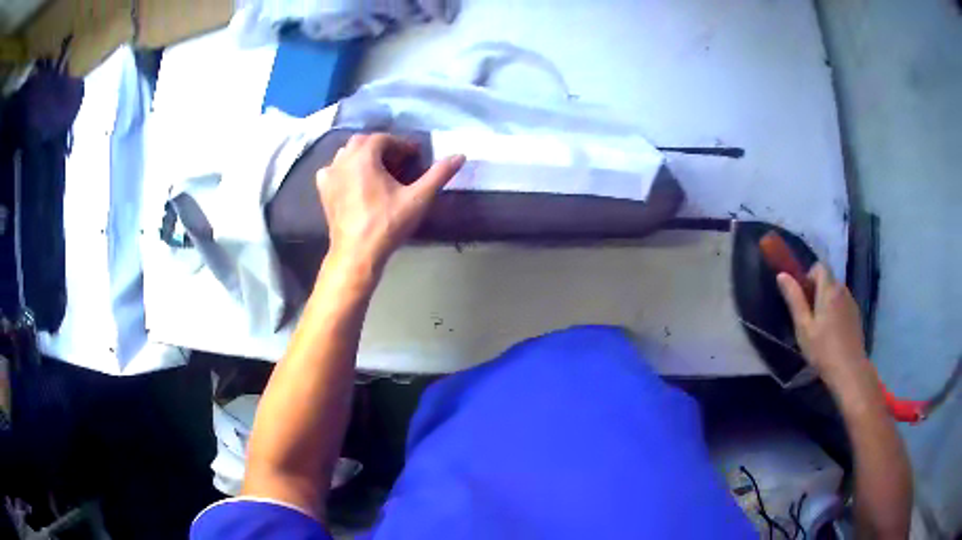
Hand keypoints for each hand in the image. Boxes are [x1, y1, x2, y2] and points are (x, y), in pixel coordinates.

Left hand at [316, 133, 464, 275]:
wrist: (357, 253)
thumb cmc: (388, 224)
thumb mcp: (418, 199)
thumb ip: (439, 174)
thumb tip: (460, 155)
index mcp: (364, 156)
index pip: (384, 139)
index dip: (401, 144)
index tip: (415, 156)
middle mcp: (343, 160)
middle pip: (363, 142)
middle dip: (382, 147)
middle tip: (399, 162)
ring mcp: (330, 175)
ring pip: (346, 153)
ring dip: (363, 155)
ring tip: (379, 170)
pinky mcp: (324, 191)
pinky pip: (333, 170)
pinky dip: (344, 169)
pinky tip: (354, 180)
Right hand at [777, 264, 873, 390]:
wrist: (849, 370)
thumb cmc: (823, 349)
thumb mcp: (803, 327)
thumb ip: (794, 299)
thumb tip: (782, 275)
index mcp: (829, 290)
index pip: (819, 267)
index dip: (809, 276)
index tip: (803, 298)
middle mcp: (842, 290)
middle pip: (828, 280)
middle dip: (817, 291)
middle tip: (808, 317)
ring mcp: (851, 303)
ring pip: (836, 293)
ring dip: (827, 301)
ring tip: (820, 327)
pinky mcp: (856, 316)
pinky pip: (843, 304)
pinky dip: (836, 311)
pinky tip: (832, 334)